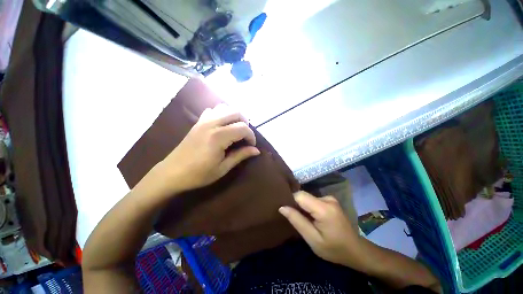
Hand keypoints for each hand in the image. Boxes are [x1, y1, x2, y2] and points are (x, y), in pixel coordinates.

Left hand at [158, 104, 259, 192]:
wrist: (172, 173)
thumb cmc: (199, 174)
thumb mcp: (223, 168)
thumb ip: (241, 155)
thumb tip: (256, 150)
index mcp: (219, 137)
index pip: (243, 128)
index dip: (251, 136)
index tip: (252, 145)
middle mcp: (212, 123)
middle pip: (236, 113)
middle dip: (245, 123)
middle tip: (245, 136)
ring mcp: (203, 120)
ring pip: (225, 108)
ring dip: (234, 116)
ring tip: (235, 129)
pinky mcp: (198, 122)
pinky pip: (213, 110)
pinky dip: (221, 114)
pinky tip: (222, 125)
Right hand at [279, 191, 367, 269]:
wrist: (356, 250)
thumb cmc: (334, 249)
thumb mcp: (312, 239)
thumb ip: (297, 221)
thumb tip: (282, 207)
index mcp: (323, 208)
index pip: (299, 196)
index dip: (290, 201)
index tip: (285, 211)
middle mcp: (327, 198)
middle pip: (304, 196)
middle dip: (296, 205)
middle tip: (294, 218)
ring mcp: (330, 198)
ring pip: (308, 198)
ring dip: (303, 207)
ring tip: (304, 219)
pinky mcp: (330, 200)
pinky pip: (313, 200)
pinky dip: (309, 207)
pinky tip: (312, 217)